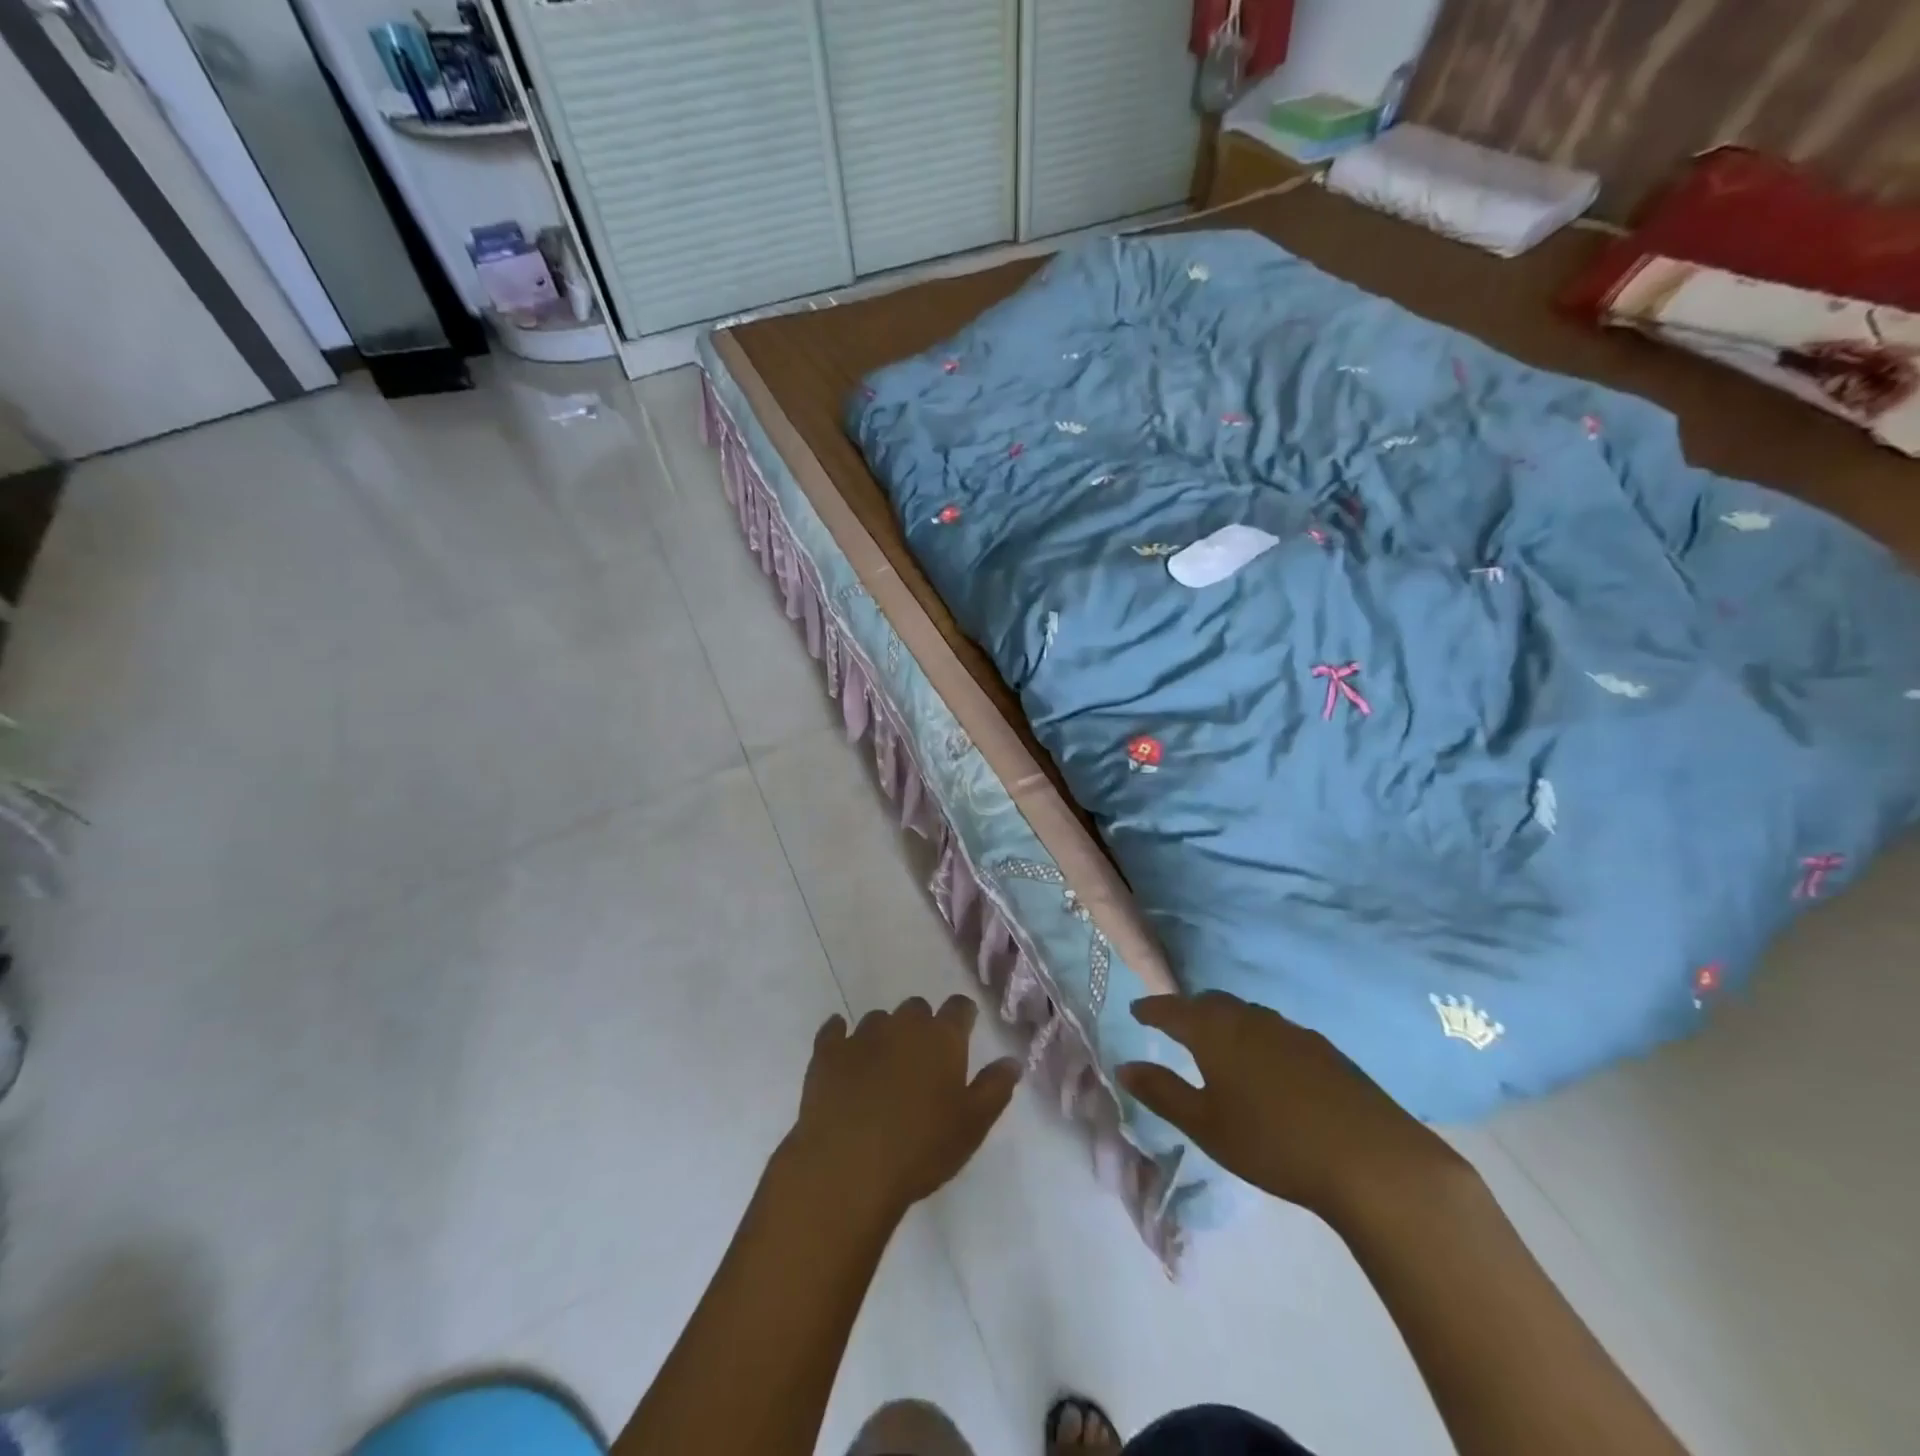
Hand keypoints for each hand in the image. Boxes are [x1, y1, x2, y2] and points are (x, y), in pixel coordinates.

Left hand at [787, 995, 1019, 1221]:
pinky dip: (840, 1035)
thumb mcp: (972, 1126)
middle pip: (917, 1008)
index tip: (963, 1032)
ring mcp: (862, 1035)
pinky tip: (841, 1048)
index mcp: (942, 1038)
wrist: (847, 1167)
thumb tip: (1012, 1060)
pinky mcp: (827, 1052)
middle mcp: (903, 1025)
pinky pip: (834, 1030)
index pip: (959, 1007)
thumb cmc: (920, 1149)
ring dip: (884, 1035)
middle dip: (921, 1026)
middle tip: (922, 1061)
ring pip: (878, 1020)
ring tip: (882, 1068)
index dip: (963, 1016)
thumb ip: (995, 1088)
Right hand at [1117, 992, 1464, 1227]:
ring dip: (1225, 1021)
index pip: (1174, 1009)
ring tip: (1217, 1043)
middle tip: (1175, 1024)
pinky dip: (1256, 1037)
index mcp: (1216, 1031)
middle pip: (1211, 1003)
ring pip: (1246, 1014)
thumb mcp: (1206, 1125)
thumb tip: (1125, 1067)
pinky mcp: (1324, 1050)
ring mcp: (1291, 1031)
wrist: (1371, 1160)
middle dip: (1189, 1010)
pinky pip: (1275, 1031)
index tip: (1137, 1009)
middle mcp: (1251, 1018)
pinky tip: (1265, 1064)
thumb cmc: (1273, 1143)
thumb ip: (1162, 1092)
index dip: (1153, 1008)